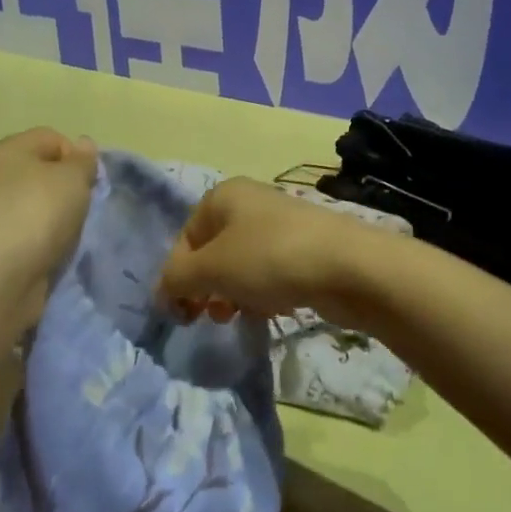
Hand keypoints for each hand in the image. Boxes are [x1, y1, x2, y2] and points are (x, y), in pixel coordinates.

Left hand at [0, 128, 98, 295]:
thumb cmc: (37, 213)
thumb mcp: (72, 178)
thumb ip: (82, 161)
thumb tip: (83, 144)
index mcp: (10, 150)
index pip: (51, 138)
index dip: (75, 156)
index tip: (89, 182)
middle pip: (42, 175)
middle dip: (67, 191)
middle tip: (83, 209)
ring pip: (36, 209)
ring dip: (56, 221)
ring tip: (70, 237)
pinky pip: (28, 238)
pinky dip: (43, 245)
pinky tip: (54, 256)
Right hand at [158, 178, 378, 329]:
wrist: (348, 267)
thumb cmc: (269, 258)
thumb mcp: (211, 269)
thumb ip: (177, 279)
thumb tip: (163, 291)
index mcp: (222, 195)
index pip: (185, 238)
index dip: (178, 276)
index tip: (183, 313)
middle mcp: (250, 203)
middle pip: (213, 250)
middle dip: (207, 286)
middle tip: (211, 316)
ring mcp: (280, 224)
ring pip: (241, 264)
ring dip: (234, 293)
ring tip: (240, 315)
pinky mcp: (304, 248)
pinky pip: (270, 272)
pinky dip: (264, 292)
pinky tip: (273, 309)